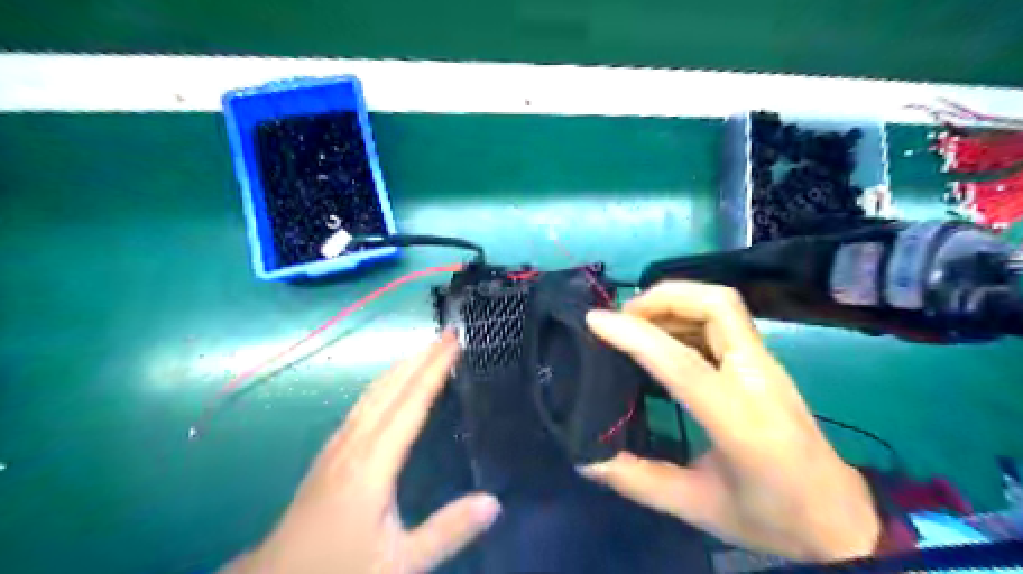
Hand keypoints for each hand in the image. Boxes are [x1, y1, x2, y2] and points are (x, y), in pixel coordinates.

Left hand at [223, 331, 501, 572]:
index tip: (454, 341)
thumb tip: (494, 501)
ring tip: (424, 350)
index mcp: (373, 462)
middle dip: (420, 357)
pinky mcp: (329, 455)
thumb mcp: (400, 563)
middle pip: (390, 388)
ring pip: (372, 393)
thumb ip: (448, 531)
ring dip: (401, 367)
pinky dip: (384, 385)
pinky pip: (362, 405)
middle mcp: (354, 443)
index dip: (434, 369)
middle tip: (447, 334)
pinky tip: (389, 388)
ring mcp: (337, 446)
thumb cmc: (339, 569)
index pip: (411, 403)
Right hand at [583, 282, 878, 560]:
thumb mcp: (697, 507)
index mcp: (741, 421)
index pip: (683, 362)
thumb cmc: (772, 517)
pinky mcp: (766, 363)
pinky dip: (687, 314)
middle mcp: (759, 379)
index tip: (595, 321)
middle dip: (664, 297)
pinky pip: (724, 319)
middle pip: (717, 305)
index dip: (635, 335)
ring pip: (722, 304)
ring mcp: (767, 365)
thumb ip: (637, 481)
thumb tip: (586, 459)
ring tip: (637, 323)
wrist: (841, 519)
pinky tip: (664, 338)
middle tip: (624, 317)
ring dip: (675, 302)